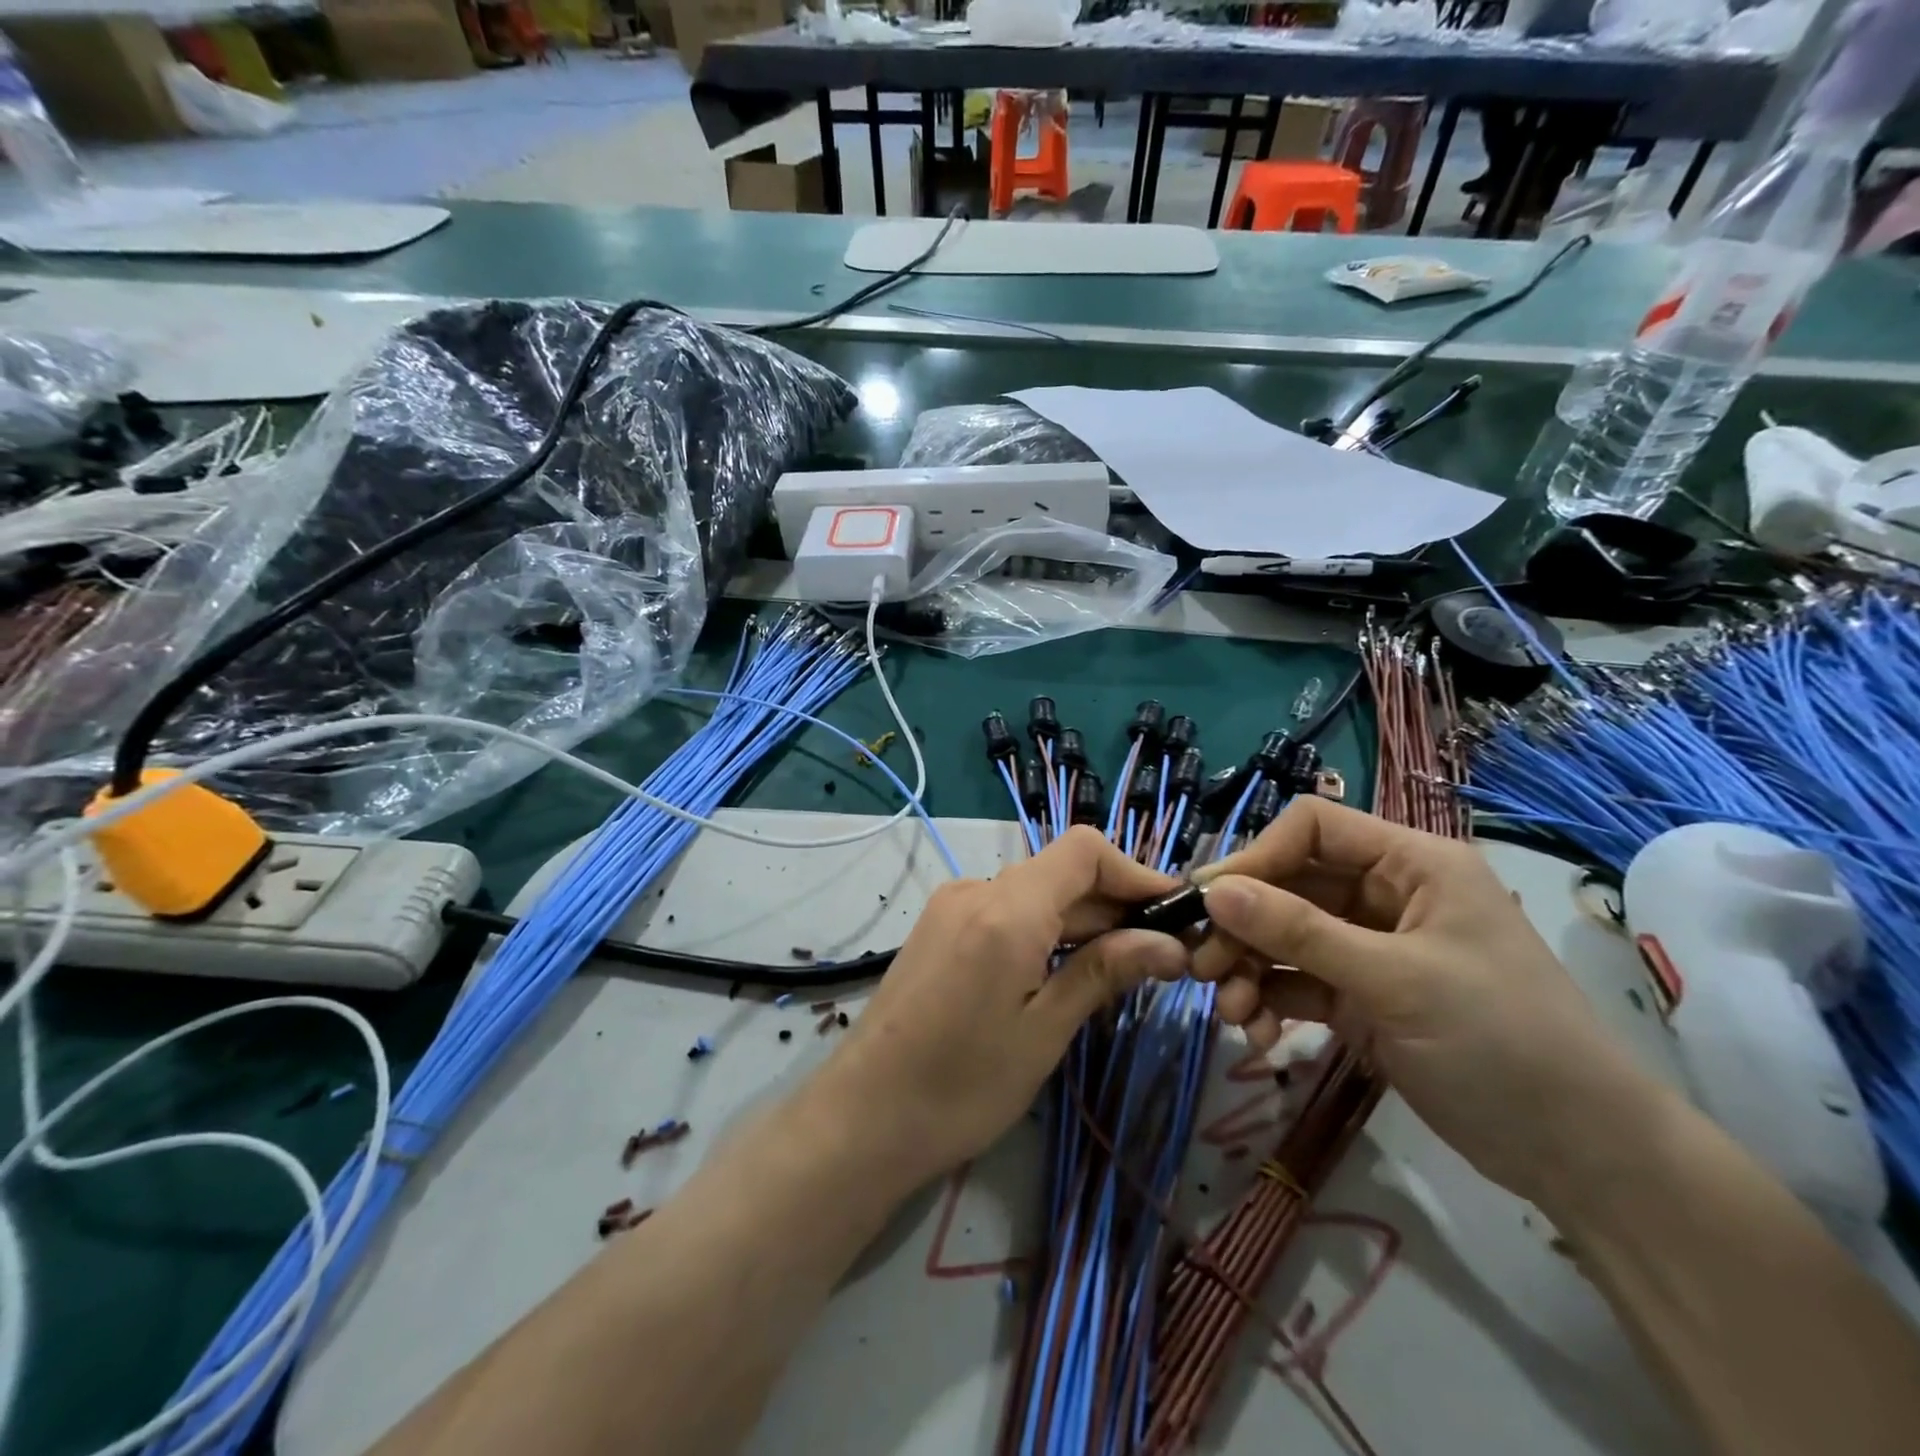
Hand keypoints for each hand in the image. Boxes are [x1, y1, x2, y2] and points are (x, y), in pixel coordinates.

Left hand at [815, 826, 1188, 1192]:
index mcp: (1007, 908)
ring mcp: (951, 906)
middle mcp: (976, 890)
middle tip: (1161, 953)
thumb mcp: (1044, 1031)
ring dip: (1080, 920)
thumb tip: (1170, 944)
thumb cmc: (962, 1084)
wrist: (864, 1116)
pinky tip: (1062, 971)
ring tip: (1120, 968)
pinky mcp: (939, 927)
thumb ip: (1104, 972)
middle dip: (1114, 905)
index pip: (1084, 850)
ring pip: (1033, 893)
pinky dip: (1043, 929)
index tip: (1174, 913)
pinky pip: (1004, 911)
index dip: (1135, 872)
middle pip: (1060, 873)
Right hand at [1191, 797, 1659, 1203]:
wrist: (1581, 1158)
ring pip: (1285, 935)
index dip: (1257, 856)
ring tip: (1231, 1012)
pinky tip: (1257, 1032)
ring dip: (1250, 968)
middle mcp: (1385, 894)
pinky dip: (1270, 1000)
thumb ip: (1299, 931)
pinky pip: (1297, 980)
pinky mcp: (1359, 995)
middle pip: (1289, 884)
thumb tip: (1212, 891)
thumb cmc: (1502, 1042)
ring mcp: (1369, 946)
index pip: (1313, 828)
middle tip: (1204, 967)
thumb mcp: (1395, 980)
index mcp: (1411, 864)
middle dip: (1244, 925)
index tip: (1209, 900)